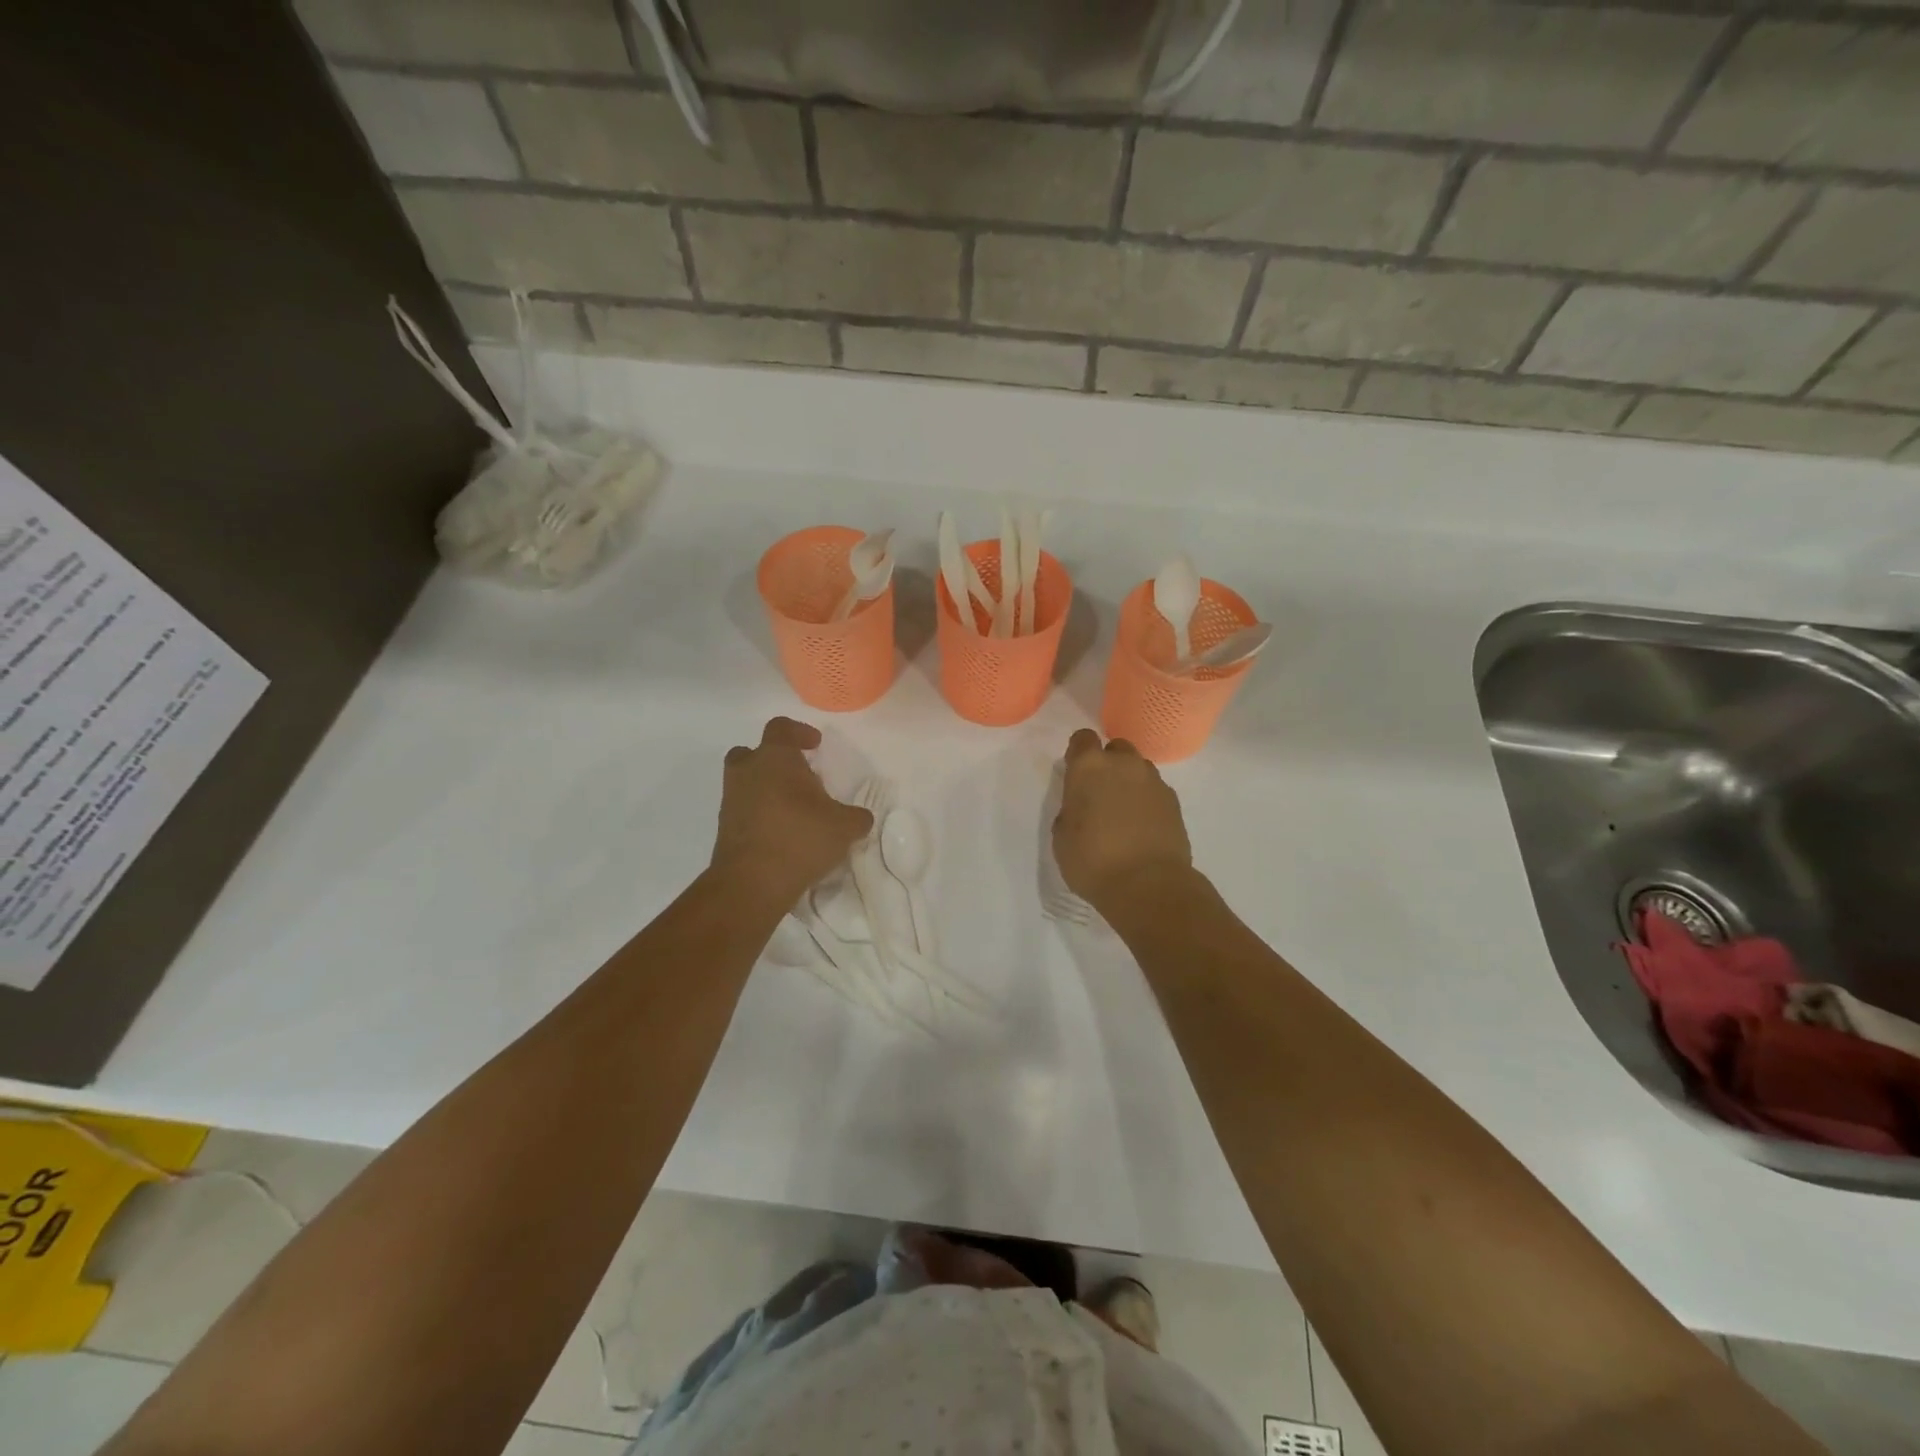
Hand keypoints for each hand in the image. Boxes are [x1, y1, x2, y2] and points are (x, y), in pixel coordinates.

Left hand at [710, 717, 872, 907]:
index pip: (781, 728)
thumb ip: (856, 817)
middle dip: (775, 760)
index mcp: (774, 757)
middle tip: (798, 777)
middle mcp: (747, 771)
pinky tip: (783, 834)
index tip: (815, 746)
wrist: (751, 883)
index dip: (799, 732)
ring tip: (795, 810)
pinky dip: (760, 814)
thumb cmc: (800, 838)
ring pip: (746, 782)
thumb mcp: (844, 827)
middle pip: (753, 752)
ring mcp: (731, 800)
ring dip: (767, 789)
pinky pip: (744, 810)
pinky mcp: (724, 828)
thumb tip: (860, 818)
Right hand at [1053, 730, 1192, 908]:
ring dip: (1129, 782)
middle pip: (1115, 749)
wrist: (1148, 885)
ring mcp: (1154, 781)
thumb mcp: (1062, 838)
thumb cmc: (1093, 861)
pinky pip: (1156, 791)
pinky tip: (1142, 827)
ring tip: (1123, 813)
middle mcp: (1124, 765)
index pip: (1083, 738)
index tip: (1075, 774)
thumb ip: (1070, 810)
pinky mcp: (1174, 802)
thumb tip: (1082, 807)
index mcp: (1089, 767)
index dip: (1078, 753)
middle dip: (1108, 764)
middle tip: (1100, 794)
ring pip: (1138, 769)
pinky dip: (1147, 802)